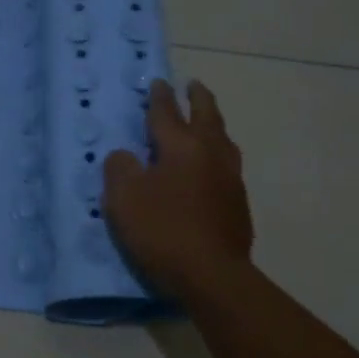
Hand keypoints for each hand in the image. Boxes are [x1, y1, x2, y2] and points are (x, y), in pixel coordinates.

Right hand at [102, 78, 254, 302]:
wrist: (212, 275)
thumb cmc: (163, 230)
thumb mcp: (123, 198)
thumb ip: (120, 169)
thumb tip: (125, 157)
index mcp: (181, 147)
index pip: (166, 113)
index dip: (159, 97)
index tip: (158, 82)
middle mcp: (210, 154)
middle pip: (207, 117)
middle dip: (198, 99)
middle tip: (194, 85)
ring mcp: (230, 179)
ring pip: (223, 140)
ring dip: (213, 124)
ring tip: (207, 120)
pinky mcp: (238, 204)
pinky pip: (227, 165)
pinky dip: (217, 153)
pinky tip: (210, 165)